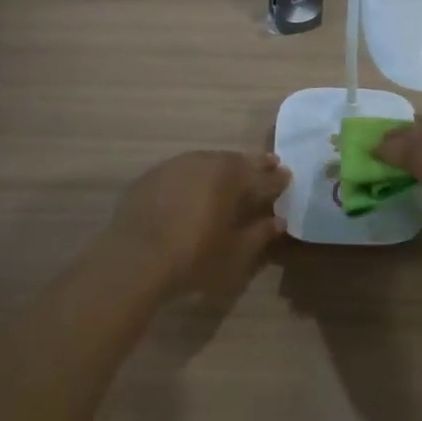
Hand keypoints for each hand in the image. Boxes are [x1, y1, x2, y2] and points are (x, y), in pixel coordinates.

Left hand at [108, 150, 289, 302]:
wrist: (134, 259)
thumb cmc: (193, 257)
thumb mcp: (234, 252)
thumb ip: (259, 233)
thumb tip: (278, 221)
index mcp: (231, 177)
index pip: (263, 176)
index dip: (277, 179)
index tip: (287, 177)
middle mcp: (206, 162)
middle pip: (236, 161)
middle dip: (254, 166)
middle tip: (268, 166)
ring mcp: (175, 166)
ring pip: (208, 161)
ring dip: (224, 167)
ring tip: (232, 175)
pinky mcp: (152, 176)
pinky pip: (183, 170)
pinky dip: (196, 175)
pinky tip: (195, 187)